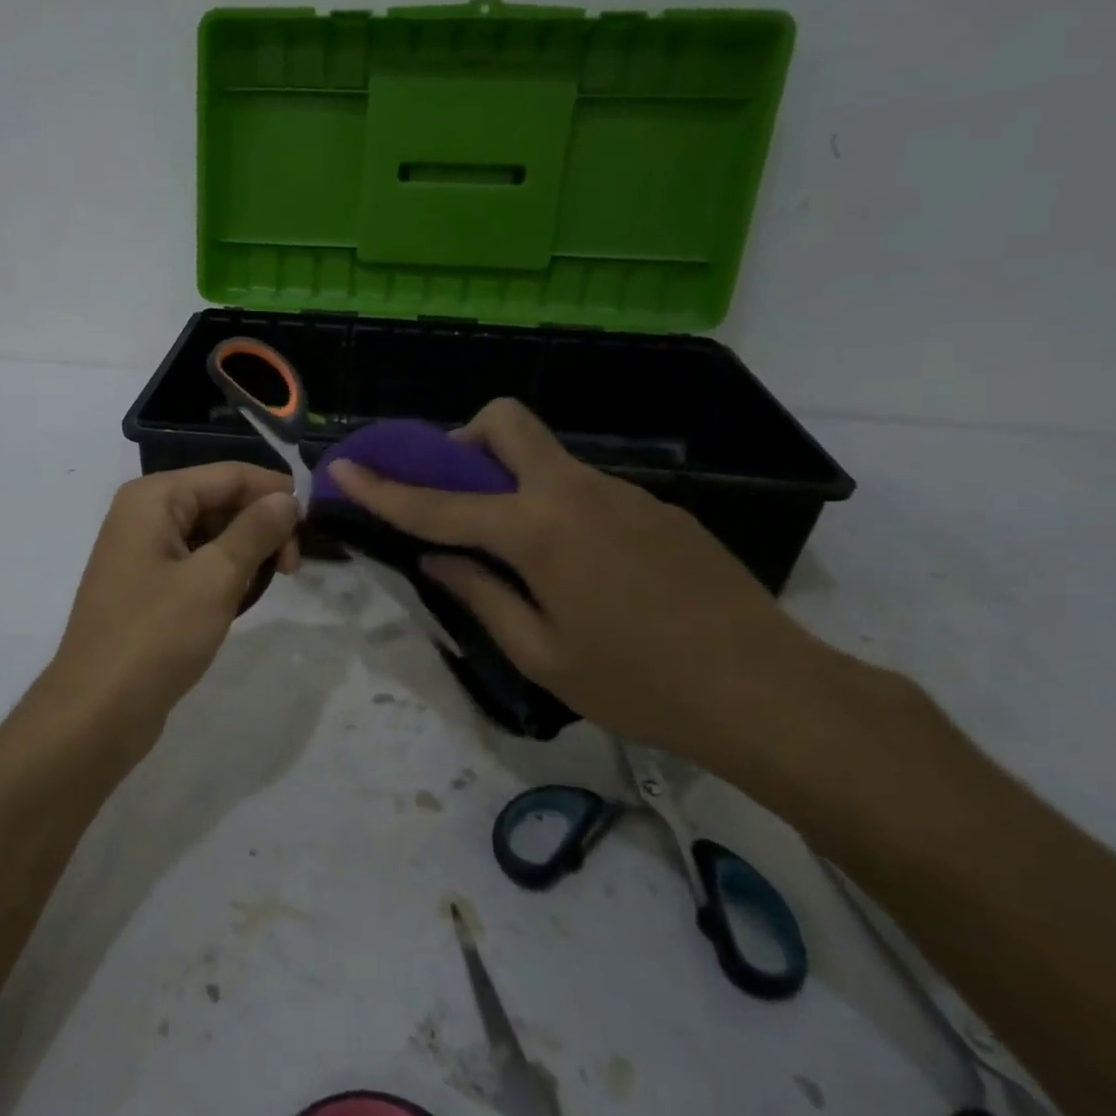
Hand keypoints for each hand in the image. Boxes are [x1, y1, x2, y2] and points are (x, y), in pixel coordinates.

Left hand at [39, 462, 300, 744]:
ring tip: (271, 583)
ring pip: (211, 532)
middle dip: (261, 525)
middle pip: (219, 500)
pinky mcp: (146, 584)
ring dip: (246, 551)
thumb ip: (255, 531)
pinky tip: (241, 598)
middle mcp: (144, 513)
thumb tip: (287, 497)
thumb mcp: (215, 579)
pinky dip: (223, 572)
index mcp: (154, 498)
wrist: (96, 712)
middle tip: (294, 568)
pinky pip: (196, 560)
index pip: (229, 475)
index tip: (312, 526)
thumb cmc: (156, 637)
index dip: (275, 492)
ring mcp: (142, 550)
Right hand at [324, 399, 829, 769]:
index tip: (345, 467)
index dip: (384, 488)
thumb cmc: (640, 684)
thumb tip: (438, 560)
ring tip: (523, 558)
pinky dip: (558, 510)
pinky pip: (586, 491)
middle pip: (505, 423)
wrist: (770, 691)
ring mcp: (622, 492)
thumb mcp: (542, 654)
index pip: (440, 503)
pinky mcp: (657, 508)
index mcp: (538, 530)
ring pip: (546, 460)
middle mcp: (575, 492)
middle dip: (463, 440)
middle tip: (455, 493)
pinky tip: (584, 573)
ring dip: (513, 484)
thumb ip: (480, 596)